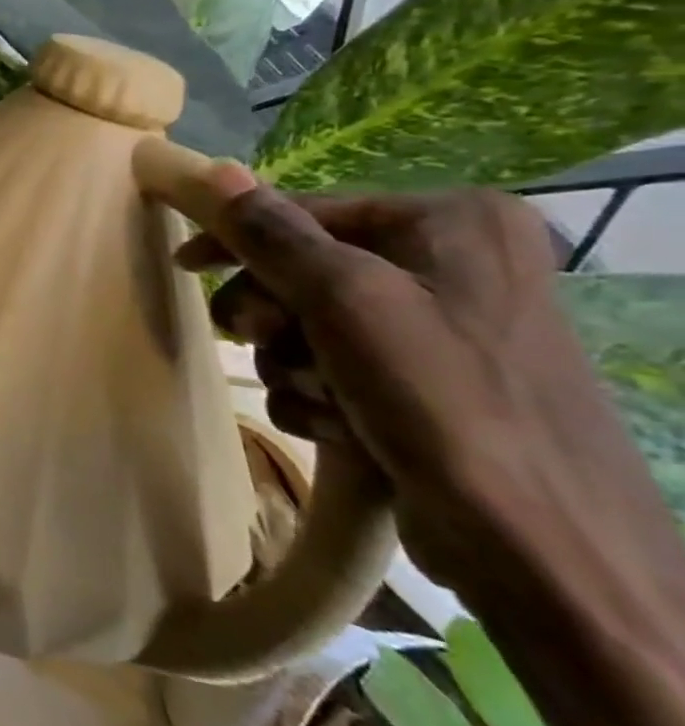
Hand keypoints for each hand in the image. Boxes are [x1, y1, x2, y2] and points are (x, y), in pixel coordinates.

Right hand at [172, 176, 673, 591]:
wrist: (543, 555)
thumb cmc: (445, 403)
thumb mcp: (345, 301)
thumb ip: (272, 233)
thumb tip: (211, 170)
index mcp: (453, 224)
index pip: (306, 211)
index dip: (236, 238)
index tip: (184, 265)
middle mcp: (454, 264)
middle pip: (304, 269)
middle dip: (274, 316)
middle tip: (252, 340)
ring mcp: (442, 328)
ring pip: (311, 323)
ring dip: (293, 363)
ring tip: (321, 397)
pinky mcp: (427, 384)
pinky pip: (335, 367)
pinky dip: (320, 396)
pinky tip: (341, 426)